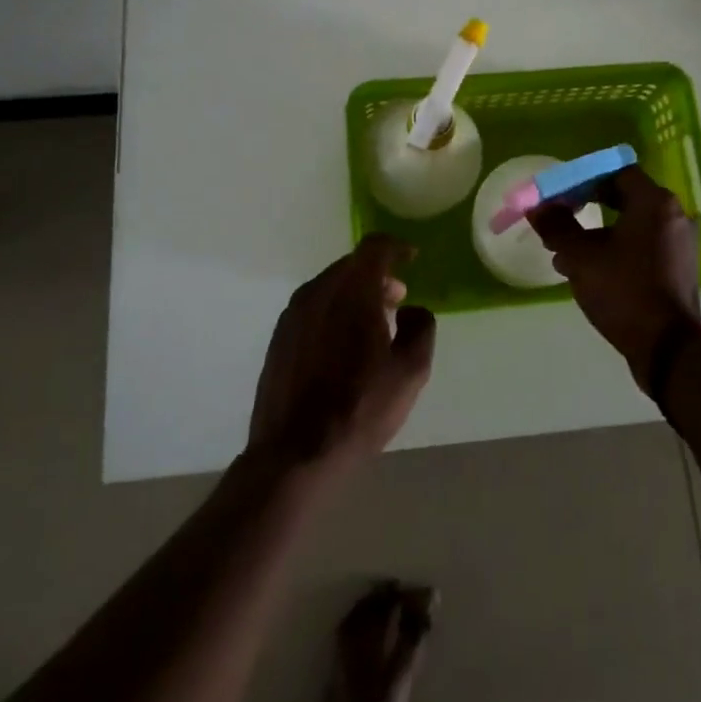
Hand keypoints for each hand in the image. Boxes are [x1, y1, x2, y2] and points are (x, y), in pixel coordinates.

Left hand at [248, 234, 435, 475]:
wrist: (294, 454)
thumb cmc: (359, 409)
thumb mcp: (410, 372)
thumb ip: (421, 328)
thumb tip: (410, 309)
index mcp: (351, 291)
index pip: (375, 247)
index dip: (397, 247)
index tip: (411, 259)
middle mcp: (318, 291)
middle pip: (351, 266)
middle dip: (377, 275)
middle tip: (398, 299)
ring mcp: (293, 314)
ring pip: (330, 287)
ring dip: (354, 294)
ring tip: (372, 325)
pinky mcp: (279, 337)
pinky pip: (313, 308)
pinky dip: (333, 311)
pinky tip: (342, 345)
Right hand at [529, 166, 700, 391]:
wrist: (668, 347)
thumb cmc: (624, 290)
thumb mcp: (580, 257)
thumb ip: (557, 226)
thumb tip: (538, 208)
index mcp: (654, 202)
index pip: (615, 172)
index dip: (583, 179)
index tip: (558, 194)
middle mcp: (673, 216)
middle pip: (623, 196)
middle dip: (586, 206)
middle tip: (558, 218)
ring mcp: (679, 244)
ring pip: (630, 224)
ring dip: (597, 232)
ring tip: (564, 252)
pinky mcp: (677, 268)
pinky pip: (641, 245)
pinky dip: (615, 249)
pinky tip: (588, 271)